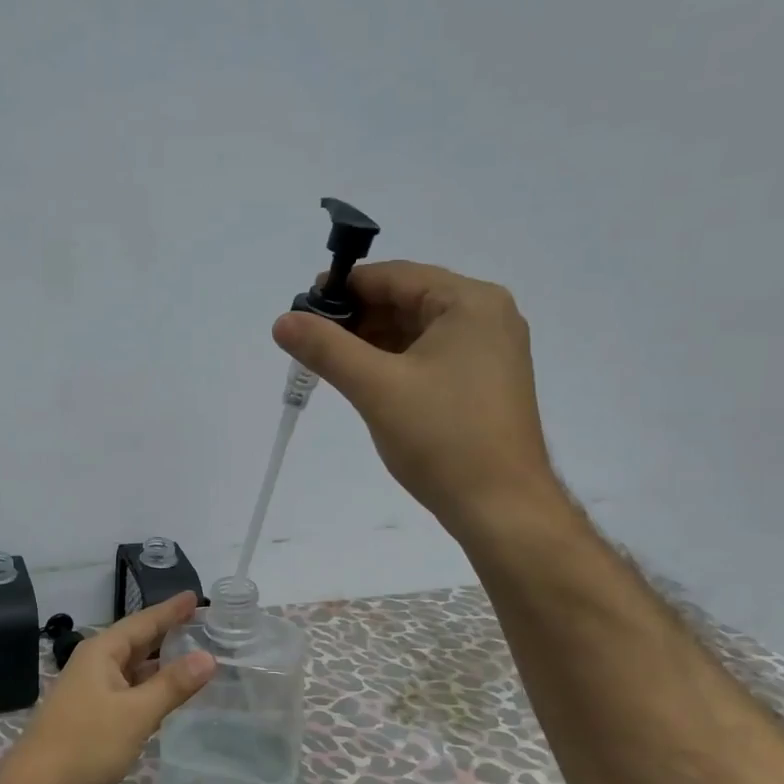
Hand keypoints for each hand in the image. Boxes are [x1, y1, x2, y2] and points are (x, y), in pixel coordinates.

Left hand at [0, 592, 214, 783]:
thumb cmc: (87, 743)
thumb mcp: (136, 713)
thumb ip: (172, 685)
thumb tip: (208, 657)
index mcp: (101, 652)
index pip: (143, 622)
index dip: (170, 610)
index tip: (195, 597)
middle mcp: (93, 664)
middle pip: (136, 642)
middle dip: (166, 633)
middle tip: (200, 623)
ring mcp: (89, 690)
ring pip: (131, 668)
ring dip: (159, 663)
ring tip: (192, 656)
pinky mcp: (90, 715)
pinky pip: (126, 690)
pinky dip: (148, 688)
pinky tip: (165, 695)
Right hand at [273, 260, 560, 538]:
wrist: (500, 507)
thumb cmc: (442, 438)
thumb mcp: (376, 387)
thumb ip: (326, 349)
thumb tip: (283, 321)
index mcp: (471, 303)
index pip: (396, 276)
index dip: (346, 286)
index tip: (303, 306)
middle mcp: (486, 318)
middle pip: (407, 300)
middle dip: (357, 317)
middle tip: (310, 339)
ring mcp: (489, 353)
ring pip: (416, 331)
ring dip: (371, 341)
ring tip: (328, 361)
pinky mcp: (482, 384)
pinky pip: (429, 357)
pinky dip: (393, 362)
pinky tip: (362, 378)